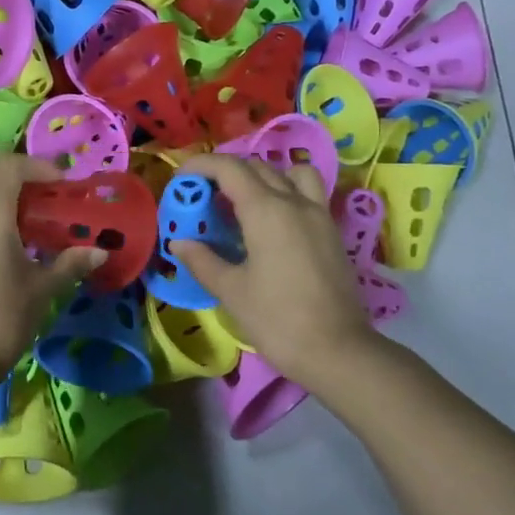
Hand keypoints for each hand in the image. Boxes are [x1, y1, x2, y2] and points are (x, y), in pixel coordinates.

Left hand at [0, 155, 105, 380]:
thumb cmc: (2, 315)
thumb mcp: (43, 287)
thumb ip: (71, 263)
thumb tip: (100, 252)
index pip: (14, 166)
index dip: (43, 169)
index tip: (67, 188)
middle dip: (29, 185)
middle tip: (57, 207)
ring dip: (10, 203)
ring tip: (39, 228)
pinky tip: (14, 247)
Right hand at [171, 153, 374, 386]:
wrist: (336, 350)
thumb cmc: (276, 319)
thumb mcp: (231, 291)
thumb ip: (202, 260)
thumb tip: (179, 242)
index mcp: (266, 210)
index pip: (230, 168)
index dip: (202, 165)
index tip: (181, 177)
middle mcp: (295, 202)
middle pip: (257, 167)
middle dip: (226, 172)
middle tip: (203, 195)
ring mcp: (319, 214)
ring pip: (290, 173)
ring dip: (263, 176)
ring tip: (243, 201)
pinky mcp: (332, 232)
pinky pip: (308, 193)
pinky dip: (286, 191)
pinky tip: (271, 222)